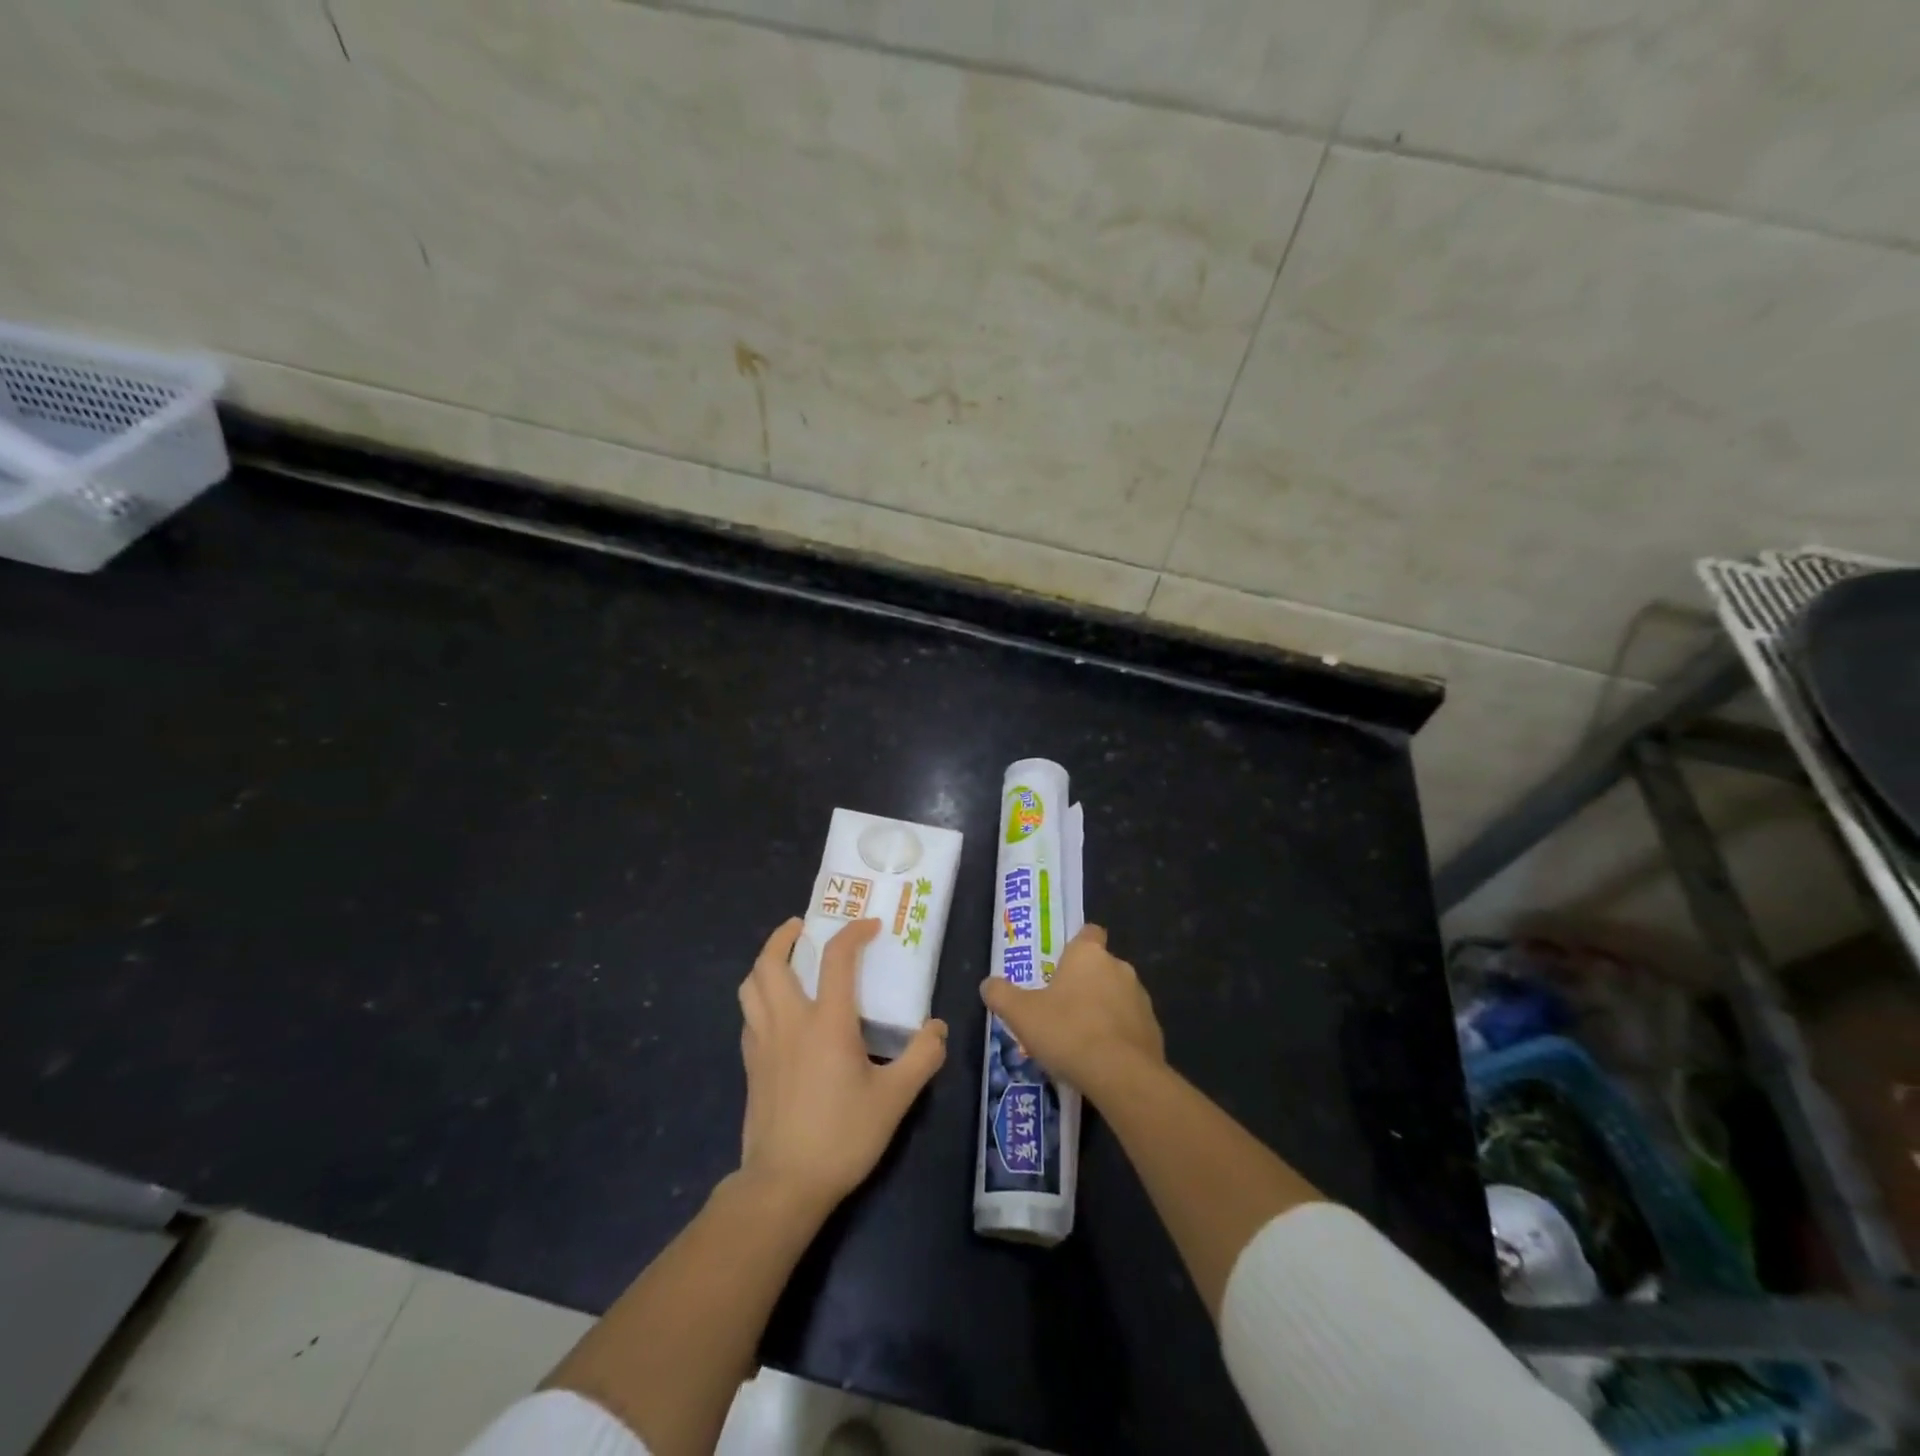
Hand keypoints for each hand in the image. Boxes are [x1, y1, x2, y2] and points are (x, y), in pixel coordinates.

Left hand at [737, 918, 947, 1214]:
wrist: (784, 1184)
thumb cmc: (842, 1135)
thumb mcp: (895, 1098)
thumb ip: (922, 1057)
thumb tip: (937, 1028)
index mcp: (827, 1022)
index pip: (837, 959)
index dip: (853, 933)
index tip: (870, 926)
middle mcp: (789, 1021)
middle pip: (771, 962)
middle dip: (784, 936)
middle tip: (802, 927)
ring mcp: (763, 1042)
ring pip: (751, 986)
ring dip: (765, 962)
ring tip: (784, 960)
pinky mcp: (750, 1064)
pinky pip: (749, 1015)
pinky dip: (759, 997)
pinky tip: (776, 1010)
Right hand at [979, 924, 1163, 1103]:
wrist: (1122, 1076)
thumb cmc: (1068, 1032)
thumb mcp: (1021, 1014)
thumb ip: (1001, 995)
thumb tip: (988, 984)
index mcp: (1088, 955)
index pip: (1089, 933)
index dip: (1076, 946)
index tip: (1061, 965)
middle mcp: (1119, 968)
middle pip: (1100, 967)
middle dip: (1084, 984)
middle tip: (1060, 1009)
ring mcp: (1141, 999)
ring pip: (1117, 996)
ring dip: (1102, 1010)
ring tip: (1080, 1039)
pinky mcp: (1154, 1030)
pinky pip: (1131, 1025)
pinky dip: (1118, 1035)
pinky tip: (1101, 1059)